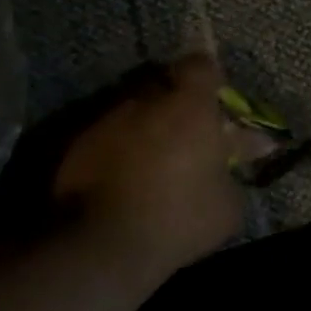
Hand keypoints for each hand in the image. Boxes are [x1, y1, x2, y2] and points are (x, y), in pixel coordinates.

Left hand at [52, 55, 243, 279]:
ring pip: (135, 113)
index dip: (210, 79)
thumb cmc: (179, 216)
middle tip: (189, 137)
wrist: (104, 245)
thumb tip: (234, 164)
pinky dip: (121, 152)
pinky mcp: (77, 147)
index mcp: (190, 106)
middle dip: (177, 107)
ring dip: (148, 131)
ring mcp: (107, 121)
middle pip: (165, 88)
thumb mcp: (229, 205)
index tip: (216, 100)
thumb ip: (233, 173)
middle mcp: (146, 102)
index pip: (201, 66)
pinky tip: (128, 182)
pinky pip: (109, 138)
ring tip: (156, 165)